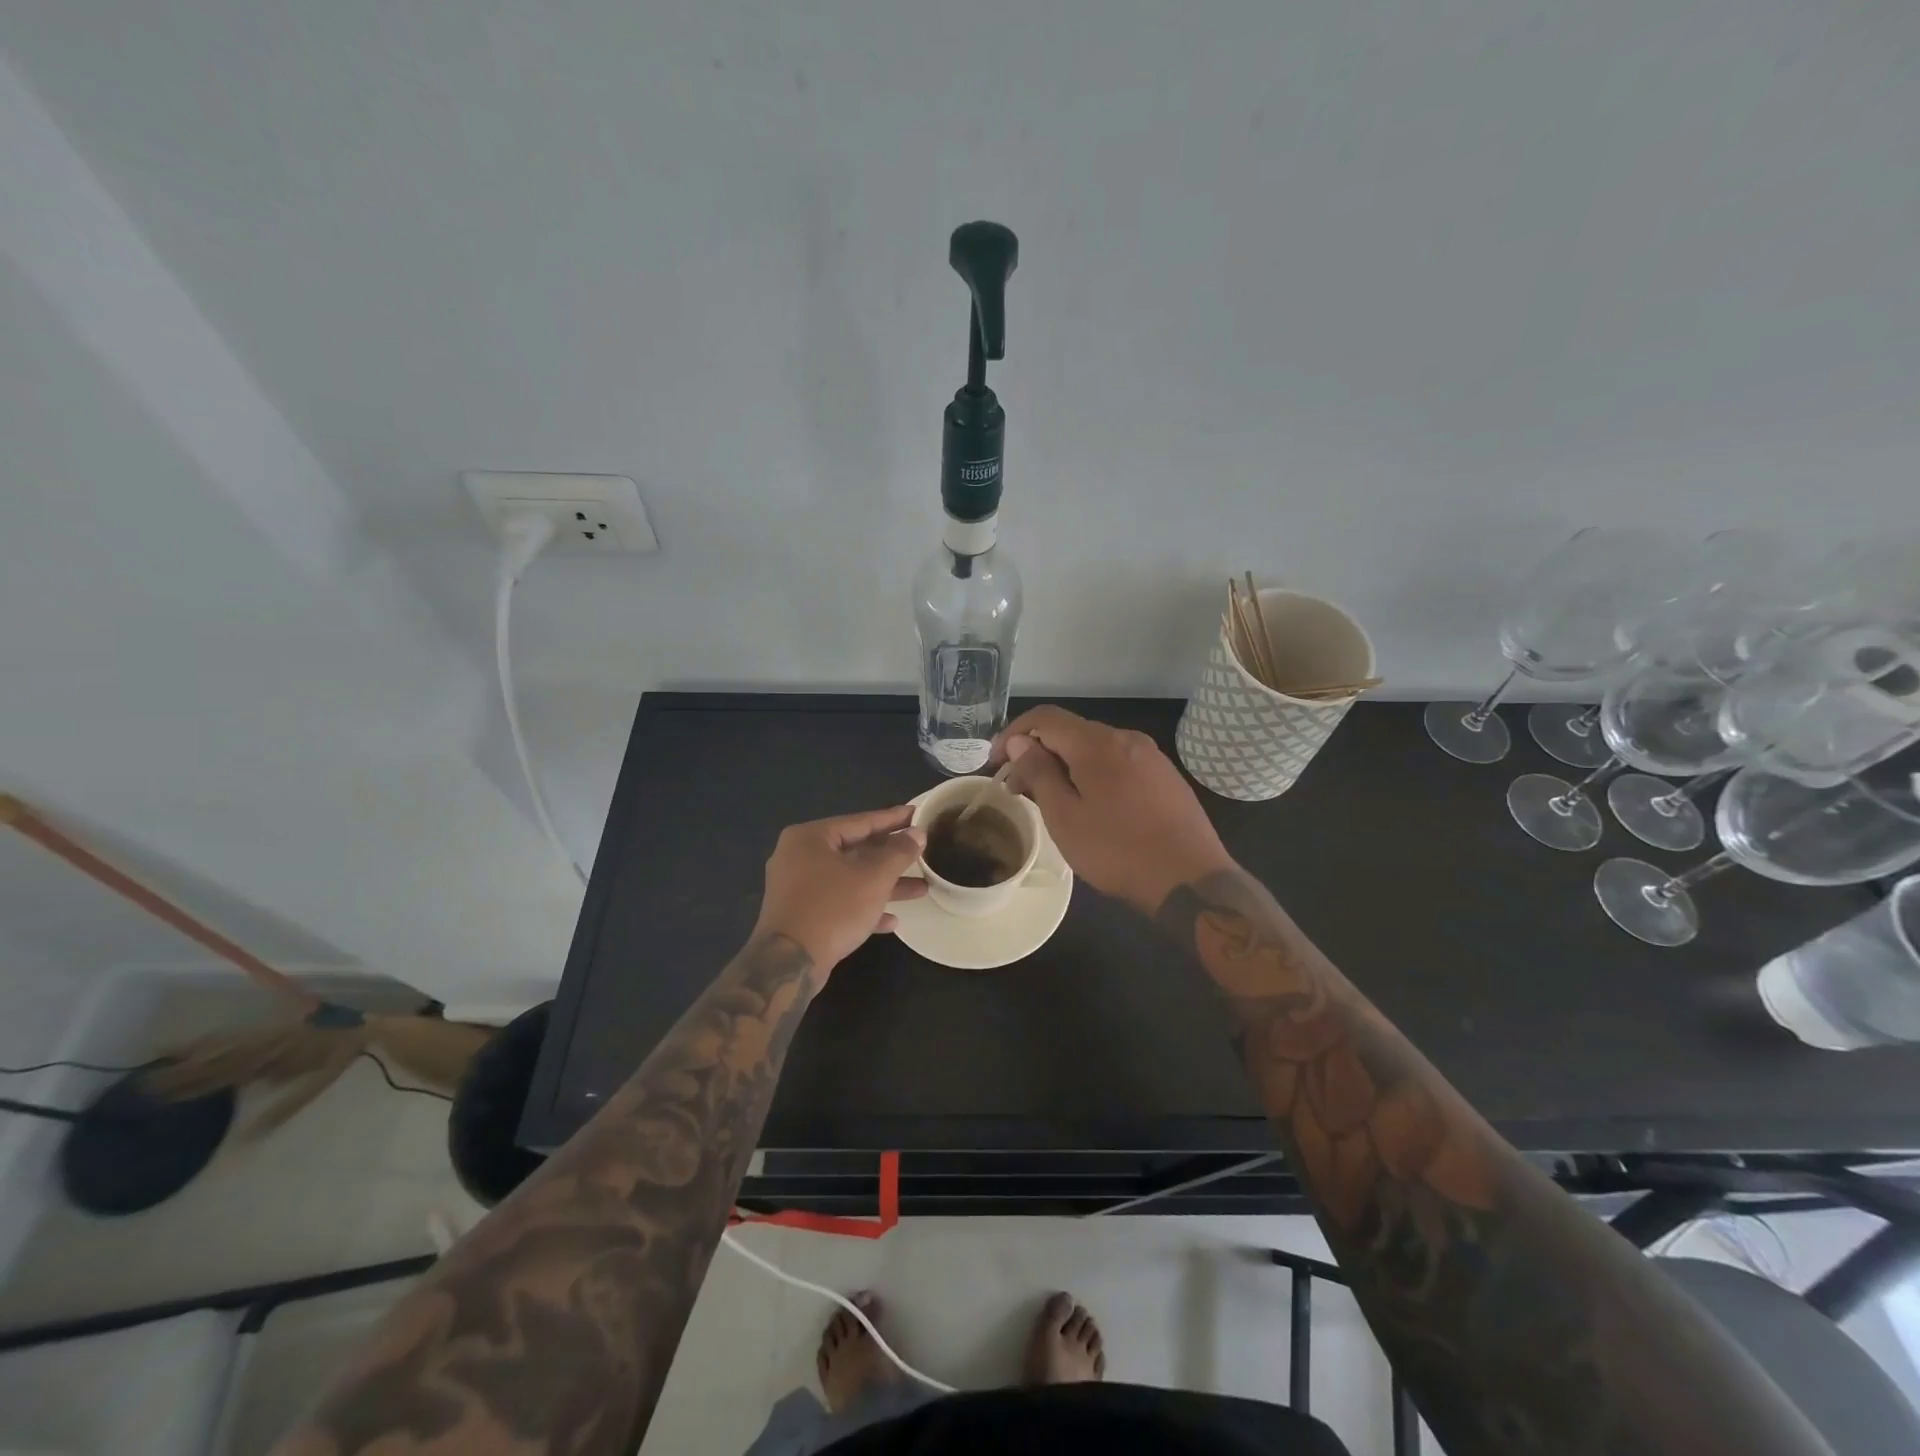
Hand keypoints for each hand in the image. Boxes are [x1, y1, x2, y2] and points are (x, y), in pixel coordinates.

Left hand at [752, 806, 927, 974]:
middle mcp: (799, 857)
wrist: (789, 964)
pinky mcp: (801, 915)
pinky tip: (892, 920)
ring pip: (850, 879)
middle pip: (855, 850)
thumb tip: (917, 833)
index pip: (860, 821)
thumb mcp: (873, 878)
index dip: (893, 819)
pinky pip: (839, 902)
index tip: (917, 814)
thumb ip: (898, 853)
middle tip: (922, 851)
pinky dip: (863, 907)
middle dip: (891, 857)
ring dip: (884, 885)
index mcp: (810, 838)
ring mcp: (798, 888)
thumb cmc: (832, 909)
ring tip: (921, 888)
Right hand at [991, 707, 1233, 913]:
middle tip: (1017, 791)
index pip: (1044, 718)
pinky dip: (1092, 774)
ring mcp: (1150, 756)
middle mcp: (1125, 738)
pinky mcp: (1164, 776)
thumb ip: (1039, 772)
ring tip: (1050, 801)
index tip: (996, 764)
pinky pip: (1117, 763)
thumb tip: (1021, 742)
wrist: (1191, 880)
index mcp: (1097, 743)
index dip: (1013, 734)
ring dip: (1064, 766)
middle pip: (1070, 732)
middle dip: (1037, 754)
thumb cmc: (1118, 851)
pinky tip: (1089, 806)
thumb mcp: (1065, 817)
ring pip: (1094, 749)